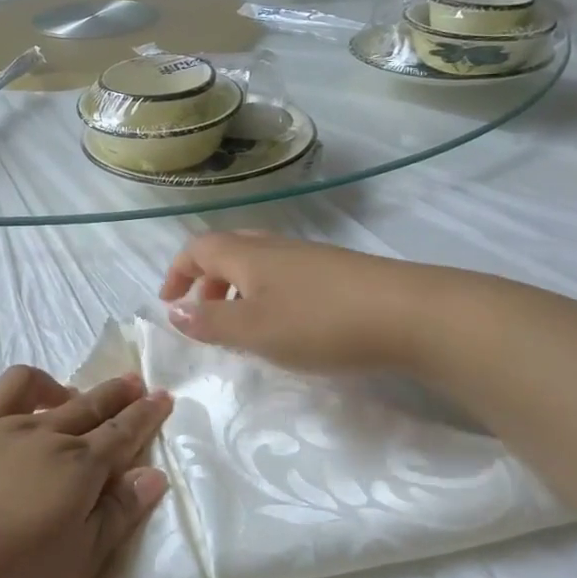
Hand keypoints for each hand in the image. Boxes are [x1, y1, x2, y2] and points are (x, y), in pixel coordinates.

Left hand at [0, 365, 171, 577]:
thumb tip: (152, 475)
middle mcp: (36, 434)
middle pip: (83, 404)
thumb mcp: (78, 567)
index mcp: (74, 467)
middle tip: (131, 382)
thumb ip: (117, 517)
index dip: (144, 416)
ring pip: (23, 385)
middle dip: (112, 392)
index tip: (162, 395)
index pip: (120, 434)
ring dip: (47, 384)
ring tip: (58, 394)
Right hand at [159, 232, 423, 371]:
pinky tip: (287, 326)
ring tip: (242, 327)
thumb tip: (173, 312)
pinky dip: (267, 295)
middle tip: (202, 314)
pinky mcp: (337, 273)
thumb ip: (210, 323)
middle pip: (227, 251)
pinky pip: (284, 276)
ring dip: (237, 290)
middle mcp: (275, 247)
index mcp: (247, 255)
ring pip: (258, 264)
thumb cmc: (319, 322)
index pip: (198, 248)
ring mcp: (309, 257)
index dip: (177, 272)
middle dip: (206, 280)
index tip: (168, 303)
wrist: (409, 314)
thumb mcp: (254, 330)